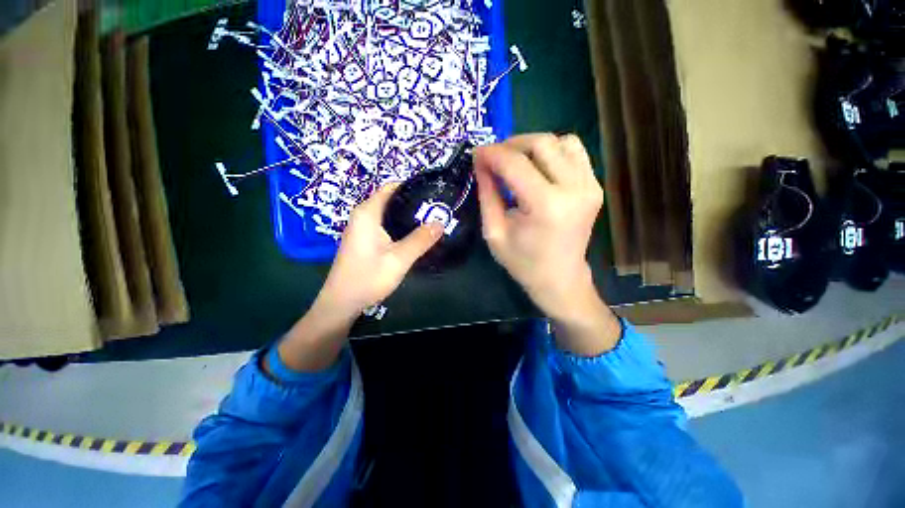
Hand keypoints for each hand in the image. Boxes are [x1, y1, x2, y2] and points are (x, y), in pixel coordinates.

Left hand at [318, 183, 443, 316]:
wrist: (342, 303)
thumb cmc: (368, 278)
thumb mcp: (399, 259)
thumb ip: (420, 240)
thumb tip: (441, 222)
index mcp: (367, 213)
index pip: (391, 187)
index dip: (412, 186)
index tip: (433, 192)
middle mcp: (362, 216)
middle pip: (391, 199)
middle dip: (413, 202)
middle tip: (437, 208)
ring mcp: (362, 228)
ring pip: (389, 213)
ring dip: (408, 215)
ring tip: (430, 219)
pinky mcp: (364, 239)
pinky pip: (385, 224)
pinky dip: (400, 225)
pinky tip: (414, 234)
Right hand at [474, 134, 620, 354]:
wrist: (560, 278)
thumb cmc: (523, 262)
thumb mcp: (494, 232)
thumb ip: (487, 194)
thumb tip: (480, 162)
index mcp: (546, 206)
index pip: (515, 163)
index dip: (492, 153)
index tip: (476, 153)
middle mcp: (574, 189)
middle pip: (542, 143)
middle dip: (511, 144)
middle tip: (493, 157)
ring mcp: (590, 185)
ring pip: (561, 141)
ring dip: (533, 146)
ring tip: (515, 162)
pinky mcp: (594, 186)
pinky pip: (574, 152)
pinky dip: (552, 152)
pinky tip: (538, 168)